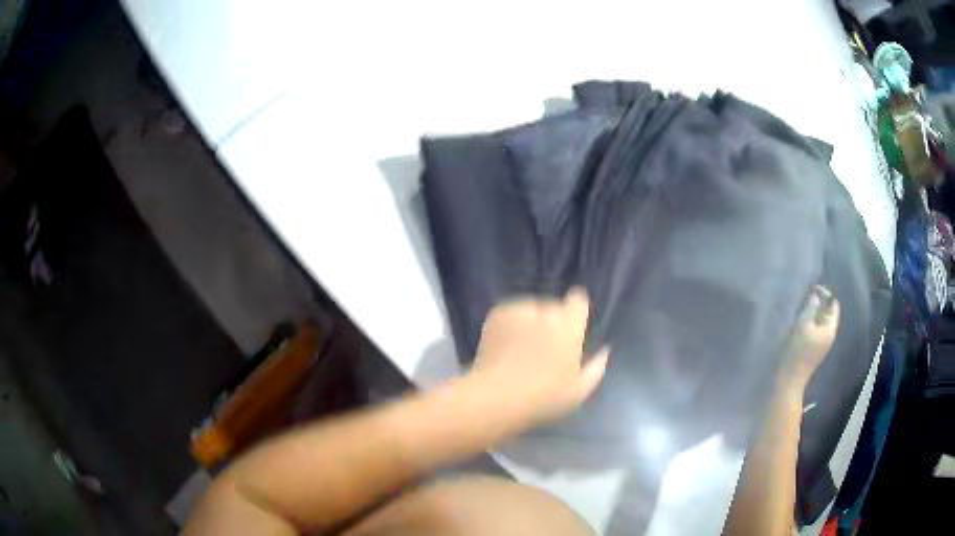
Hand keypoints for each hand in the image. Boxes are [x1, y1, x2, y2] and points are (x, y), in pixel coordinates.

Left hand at [468, 288, 608, 426]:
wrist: (496, 396)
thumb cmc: (543, 398)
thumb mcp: (579, 391)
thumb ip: (596, 367)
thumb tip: (604, 351)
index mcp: (570, 326)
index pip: (578, 301)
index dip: (575, 311)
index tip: (571, 325)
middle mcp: (546, 311)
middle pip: (554, 308)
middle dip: (551, 323)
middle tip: (543, 349)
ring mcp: (519, 310)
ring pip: (530, 310)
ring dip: (530, 322)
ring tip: (522, 349)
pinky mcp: (497, 314)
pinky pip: (510, 314)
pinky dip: (510, 325)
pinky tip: (506, 346)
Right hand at [776, 285, 839, 396]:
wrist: (788, 381)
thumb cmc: (797, 352)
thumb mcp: (803, 325)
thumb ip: (810, 308)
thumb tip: (815, 296)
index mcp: (830, 329)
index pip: (833, 304)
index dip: (824, 294)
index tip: (811, 288)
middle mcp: (828, 335)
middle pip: (827, 312)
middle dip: (818, 302)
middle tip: (804, 296)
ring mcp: (820, 343)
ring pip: (819, 321)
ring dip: (811, 312)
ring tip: (800, 307)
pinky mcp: (812, 349)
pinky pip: (813, 329)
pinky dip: (808, 322)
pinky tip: (798, 322)